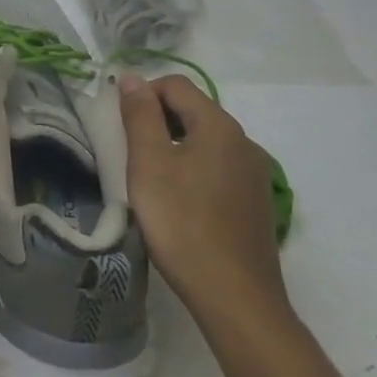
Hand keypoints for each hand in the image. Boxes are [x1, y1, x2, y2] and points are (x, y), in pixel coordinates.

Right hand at [120, 73, 290, 330]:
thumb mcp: (149, 164)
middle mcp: (244, 141)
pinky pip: (218, 167)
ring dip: (174, 146)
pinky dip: (193, 169)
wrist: (235, 298)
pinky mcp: (256, 201)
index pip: (175, 84)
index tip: (120, 125)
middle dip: (157, 120)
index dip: (142, 94)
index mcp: (219, 125)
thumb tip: (132, 78)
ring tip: (150, 179)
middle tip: (129, 152)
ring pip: (205, 140)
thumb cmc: (183, 223)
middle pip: (192, 110)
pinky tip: (179, 202)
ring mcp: (254, 173)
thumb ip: (140, 116)